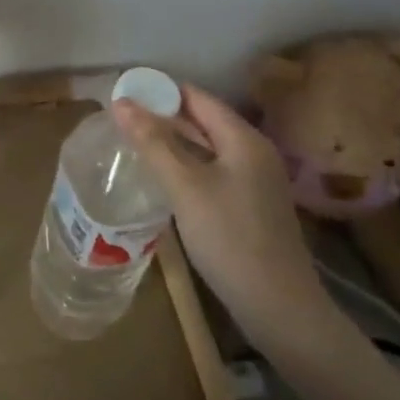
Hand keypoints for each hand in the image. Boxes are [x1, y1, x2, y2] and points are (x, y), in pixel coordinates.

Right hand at [112, 84, 340, 349]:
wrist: (279, 308)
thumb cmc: (230, 239)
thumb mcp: (185, 187)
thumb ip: (153, 143)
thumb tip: (121, 102)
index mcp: (243, 139)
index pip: (196, 97)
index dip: (160, 90)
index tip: (124, 91)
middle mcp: (253, 151)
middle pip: (202, 119)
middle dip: (163, 115)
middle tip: (121, 116)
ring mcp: (254, 180)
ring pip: (206, 146)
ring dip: (172, 140)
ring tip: (132, 140)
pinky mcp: (250, 205)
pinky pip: (212, 170)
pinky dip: (185, 165)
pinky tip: (161, 175)